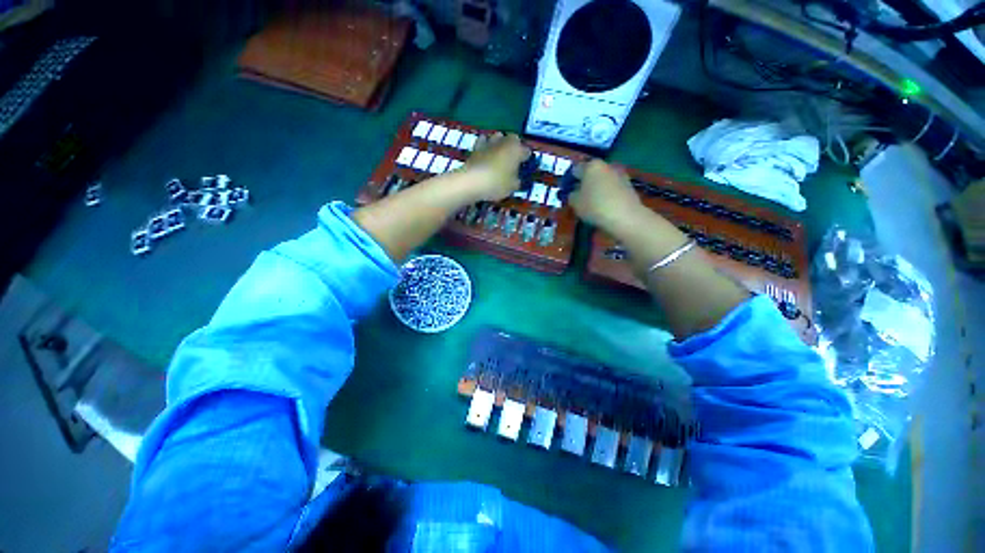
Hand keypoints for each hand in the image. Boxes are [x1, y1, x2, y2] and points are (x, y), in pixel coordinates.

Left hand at [464, 132, 530, 200]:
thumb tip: (517, 179)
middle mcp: (505, 141)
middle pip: (513, 139)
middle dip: (514, 146)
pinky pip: (483, 141)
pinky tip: (485, 153)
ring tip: (499, 155)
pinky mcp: (476, 146)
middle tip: (513, 159)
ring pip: (498, 137)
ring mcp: (490, 142)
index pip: (527, 152)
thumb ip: (517, 181)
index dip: (526, 159)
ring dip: (500, 143)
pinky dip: (485, 145)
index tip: (524, 167)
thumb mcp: (512, 187)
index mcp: (517, 150)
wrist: (472, 181)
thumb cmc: (497, 183)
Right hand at [569, 159, 642, 231]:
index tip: (566, 192)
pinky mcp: (629, 184)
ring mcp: (619, 174)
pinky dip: (606, 194)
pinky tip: (604, 206)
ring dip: (596, 188)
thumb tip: (574, 193)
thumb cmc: (595, 206)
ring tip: (591, 203)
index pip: (575, 170)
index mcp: (591, 166)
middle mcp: (606, 165)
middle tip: (578, 197)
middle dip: (584, 183)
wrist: (625, 216)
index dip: (568, 181)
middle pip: (590, 173)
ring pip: (602, 180)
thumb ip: (571, 195)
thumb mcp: (575, 203)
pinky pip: (612, 187)